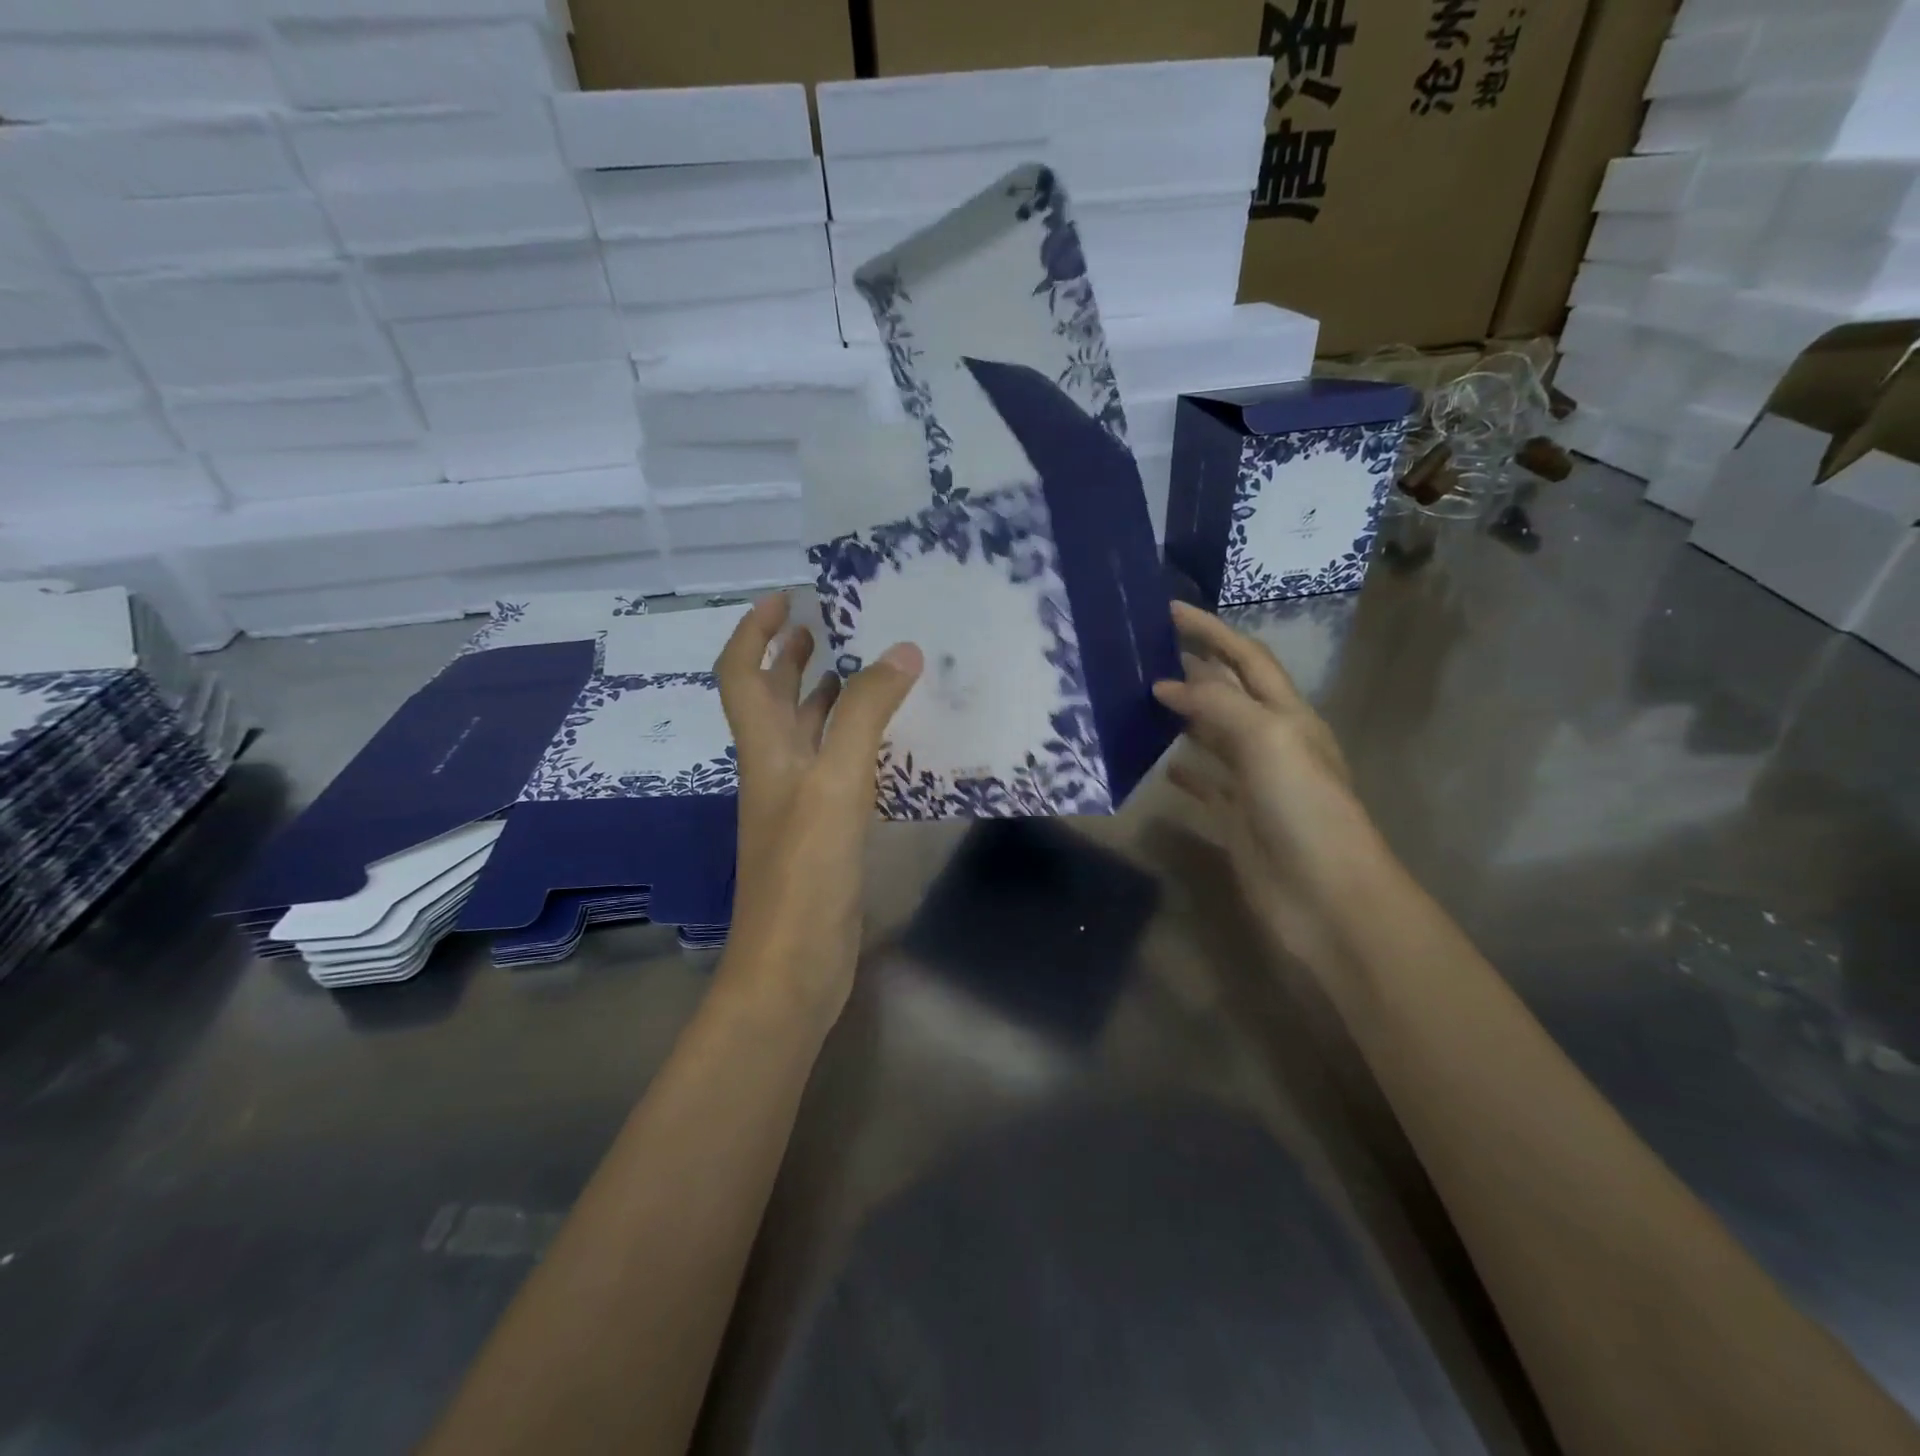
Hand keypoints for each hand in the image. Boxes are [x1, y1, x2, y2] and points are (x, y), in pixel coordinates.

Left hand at [714, 594, 921, 1024]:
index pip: (742, 674)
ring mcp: (798, 803)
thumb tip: (900, 651)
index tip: (787, 598)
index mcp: (764, 750)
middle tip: (828, 627)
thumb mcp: (837, 782)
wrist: (794, 963)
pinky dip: (854, 742)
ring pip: (807, 735)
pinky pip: (836, 769)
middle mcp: (774, 769)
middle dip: (790, 658)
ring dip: (826, 698)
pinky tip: (887, 741)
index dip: (756, 631)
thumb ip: (867, 715)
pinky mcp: (823, 832)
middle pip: (771, 700)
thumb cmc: (806, 869)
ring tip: (865, 671)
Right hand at [1152, 602, 1385, 975]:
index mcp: (1288, 716)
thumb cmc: (1303, 808)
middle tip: (1144, 652)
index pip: (1246, 660)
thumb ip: (1217, 706)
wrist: (1324, 897)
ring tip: (1141, 699)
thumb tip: (1166, 684)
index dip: (1211, 632)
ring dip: (1184, 717)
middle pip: (1229, 694)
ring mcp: (1255, 784)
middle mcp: (1273, 743)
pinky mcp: (1237, 820)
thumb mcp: (1267, 740)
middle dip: (1194, 669)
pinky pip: (1206, 785)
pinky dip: (1184, 770)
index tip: (1168, 611)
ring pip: (1213, 737)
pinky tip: (1159, 763)